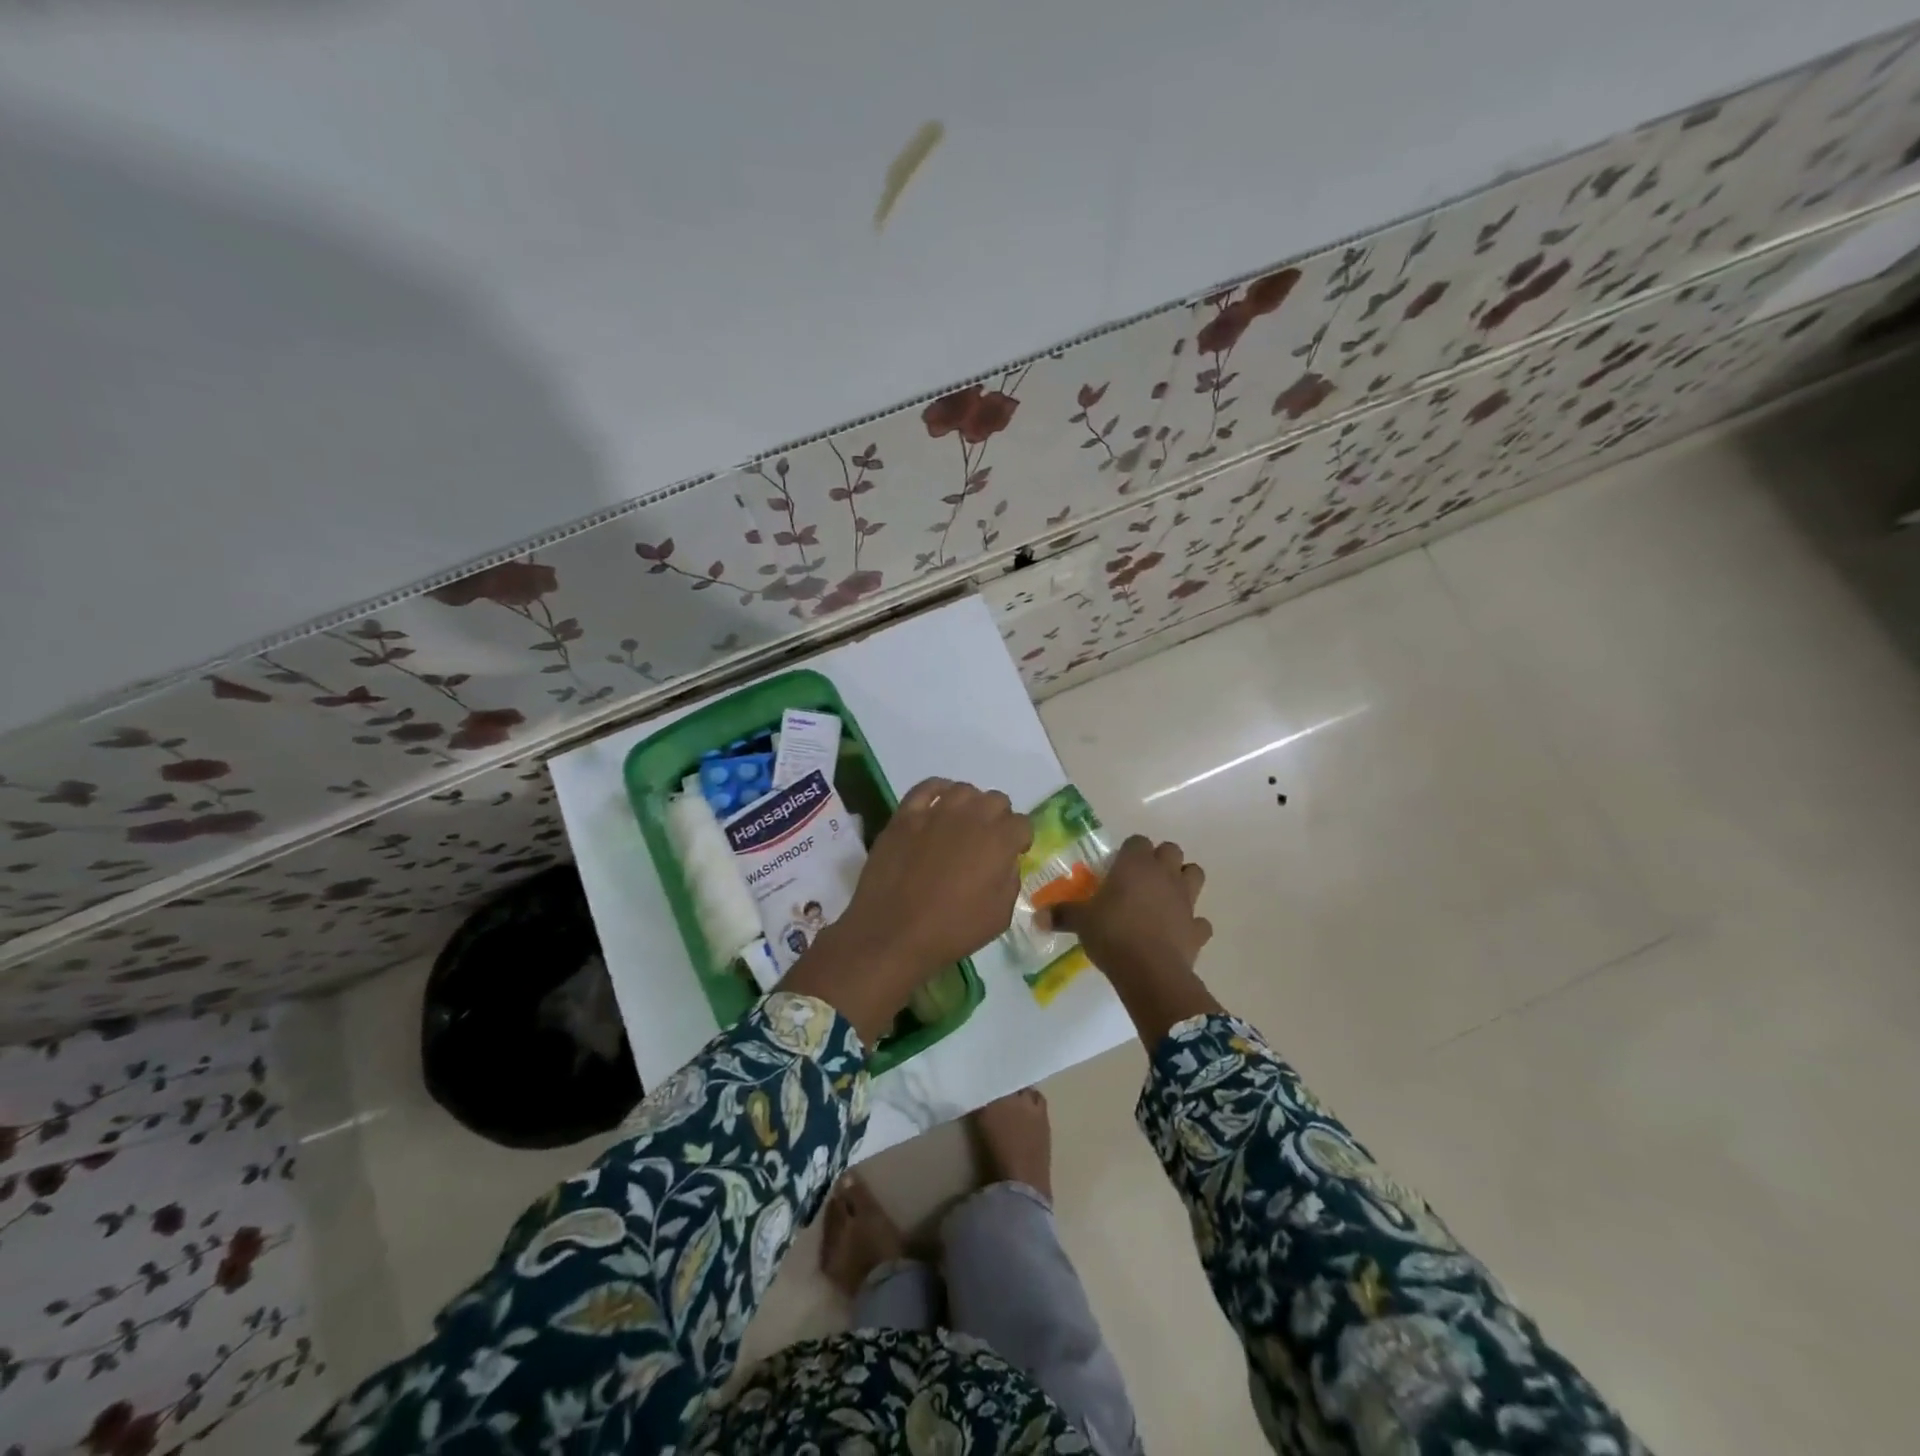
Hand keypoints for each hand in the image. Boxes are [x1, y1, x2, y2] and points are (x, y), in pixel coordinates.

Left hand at [783, 779, 1030, 1045]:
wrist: (894, 932)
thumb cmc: (952, 930)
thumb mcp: (999, 916)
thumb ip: (1010, 880)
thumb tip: (1005, 862)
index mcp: (999, 840)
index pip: (1022, 824)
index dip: (1020, 839)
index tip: (1013, 853)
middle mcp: (971, 816)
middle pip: (996, 800)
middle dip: (998, 819)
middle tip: (987, 842)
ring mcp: (935, 811)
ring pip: (964, 790)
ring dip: (970, 804)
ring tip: (962, 824)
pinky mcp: (905, 815)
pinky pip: (926, 787)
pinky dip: (937, 791)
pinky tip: (938, 804)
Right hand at [1045, 835, 1211, 989]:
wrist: (1149, 971)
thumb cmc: (1112, 933)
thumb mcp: (1081, 922)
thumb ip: (1061, 915)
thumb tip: (1037, 916)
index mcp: (1135, 864)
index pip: (1137, 841)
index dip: (1129, 852)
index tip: (1116, 867)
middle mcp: (1164, 874)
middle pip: (1172, 850)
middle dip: (1160, 860)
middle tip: (1141, 879)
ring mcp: (1186, 900)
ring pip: (1195, 874)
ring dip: (1183, 881)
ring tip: (1165, 897)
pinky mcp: (1197, 928)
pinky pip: (1200, 921)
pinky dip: (1192, 924)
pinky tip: (1178, 932)